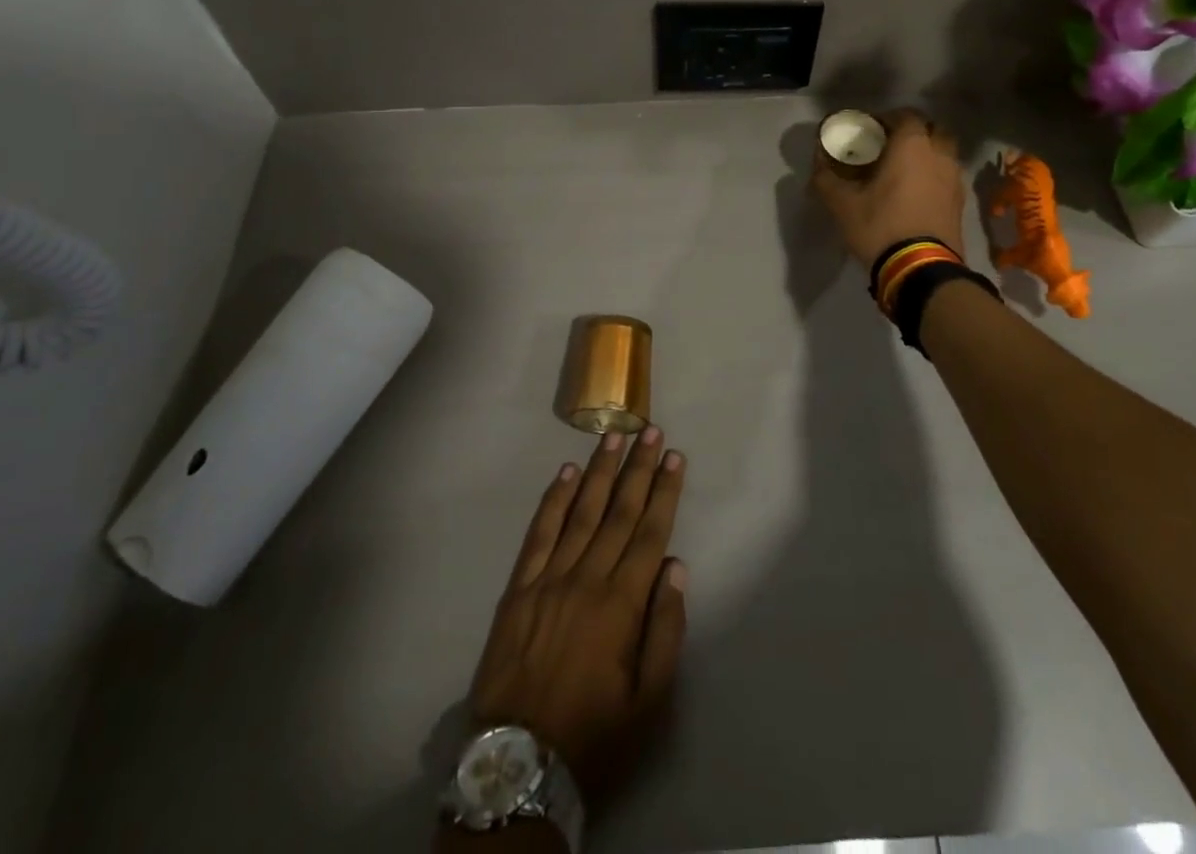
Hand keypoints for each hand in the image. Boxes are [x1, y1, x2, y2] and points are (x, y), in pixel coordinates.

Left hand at [466, 428, 687, 804]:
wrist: (519, 765)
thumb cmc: (593, 735)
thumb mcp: (648, 703)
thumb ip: (665, 631)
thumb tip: (675, 568)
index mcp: (621, 605)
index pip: (650, 533)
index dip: (665, 492)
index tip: (676, 457)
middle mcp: (586, 579)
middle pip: (618, 512)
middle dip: (639, 468)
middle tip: (652, 430)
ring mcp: (549, 579)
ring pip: (580, 512)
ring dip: (599, 471)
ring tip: (615, 437)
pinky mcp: (519, 588)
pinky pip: (539, 534)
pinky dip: (553, 501)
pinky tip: (565, 473)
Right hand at [811, 107, 967, 267]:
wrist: (921, 269)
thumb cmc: (880, 226)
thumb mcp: (842, 203)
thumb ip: (826, 177)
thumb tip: (818, 162)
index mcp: (912, 146)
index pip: (906, 115)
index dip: (887, 118)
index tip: (869, 130)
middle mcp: (939, 155)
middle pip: (933, 130)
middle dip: (914, 133)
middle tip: (891, 147)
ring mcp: (955, 180)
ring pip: (944, 154)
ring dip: (927, 155)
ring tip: (904, 171)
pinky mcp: (960, 203)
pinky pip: (948, 177)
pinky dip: (935, 176)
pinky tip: (916, 194)